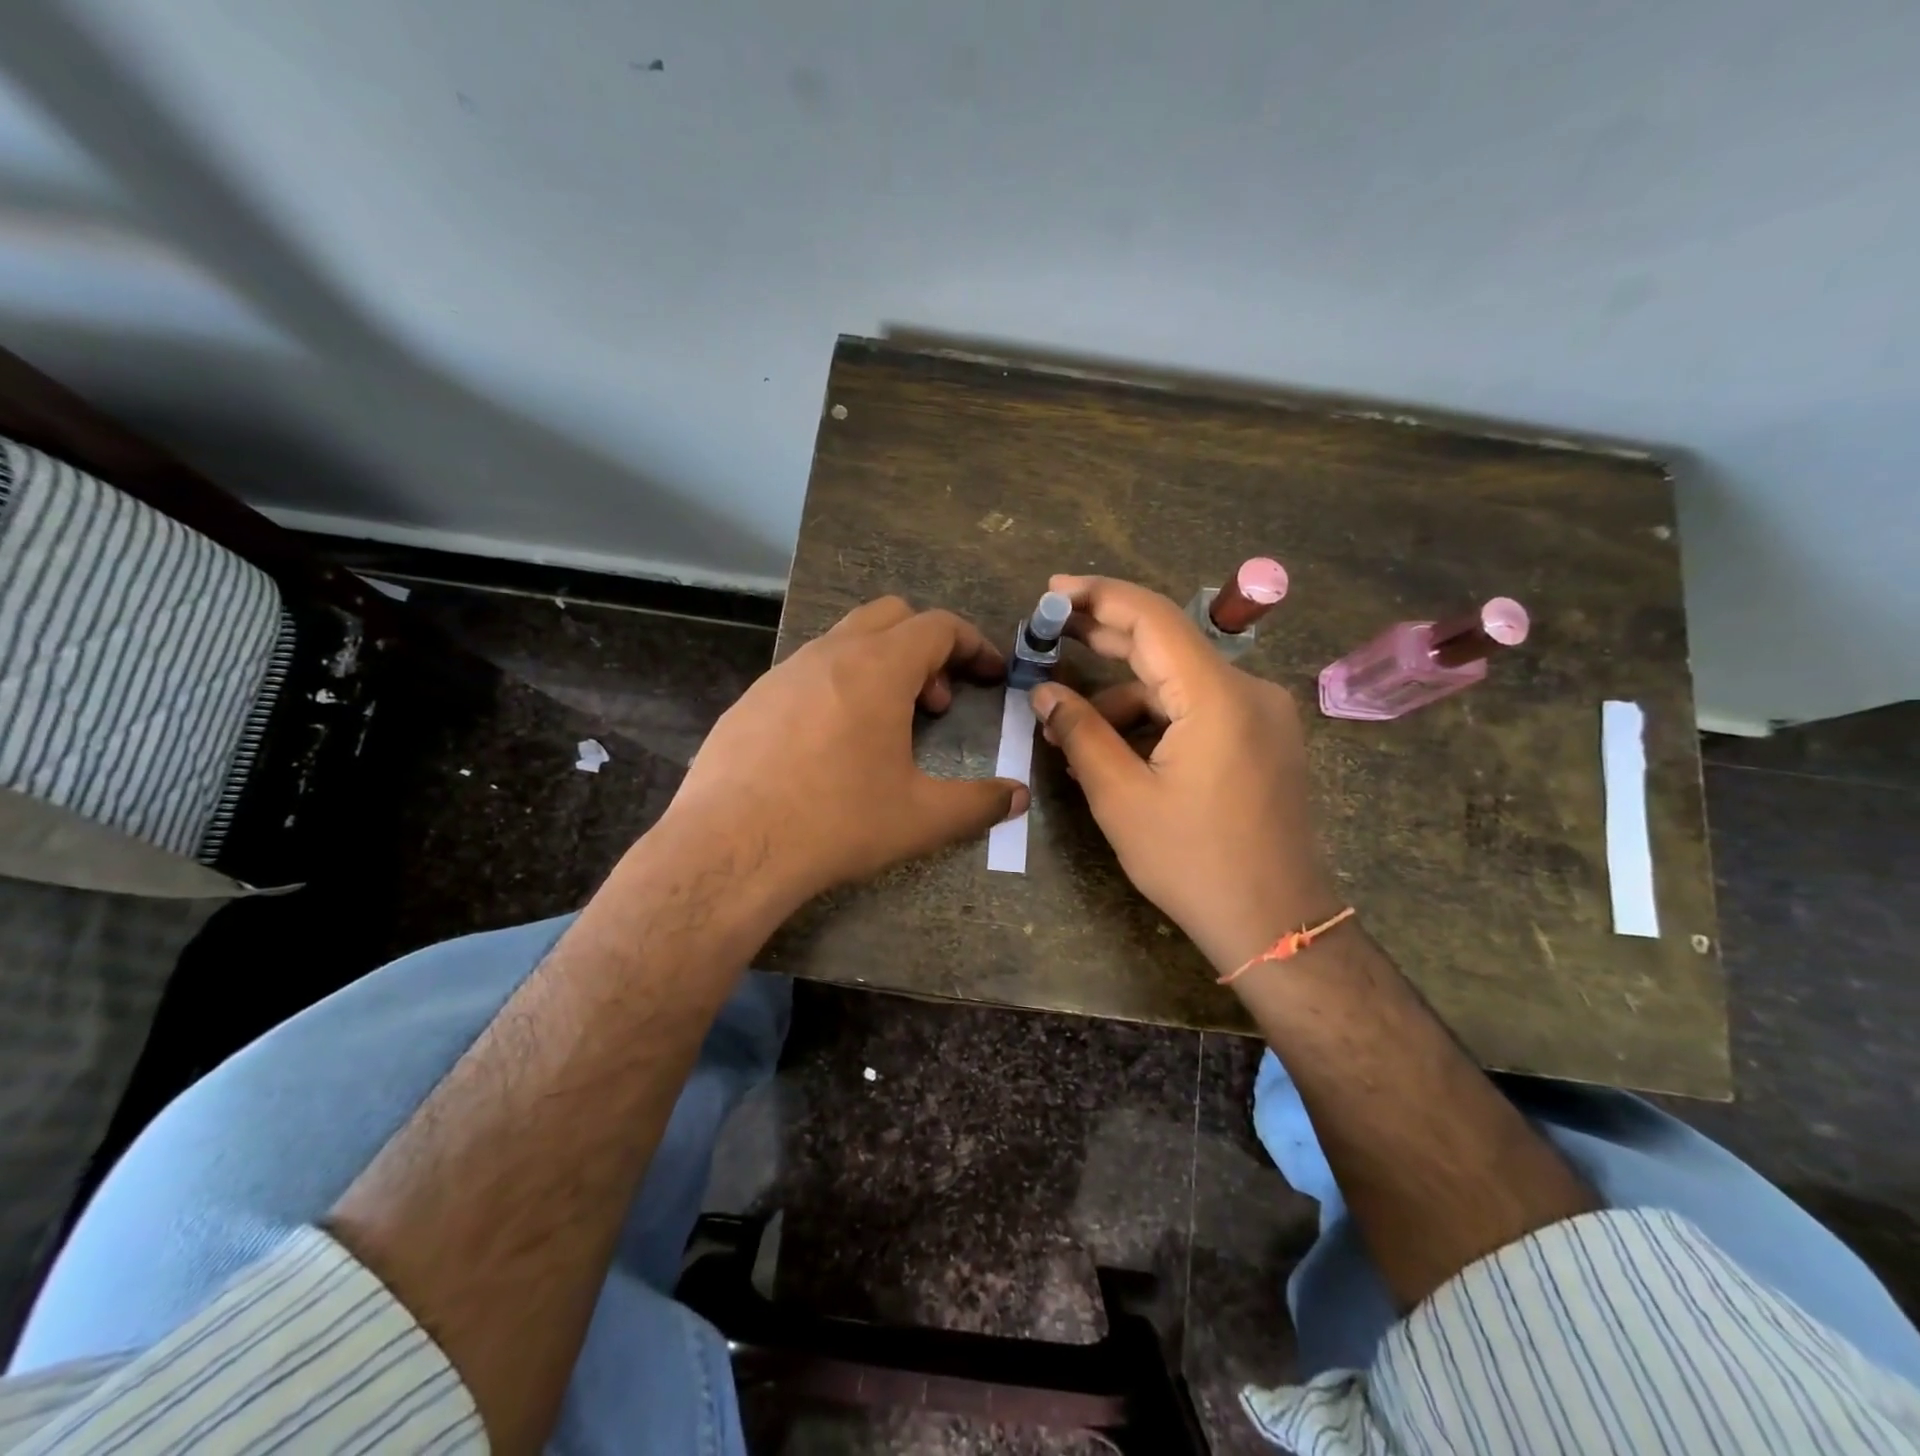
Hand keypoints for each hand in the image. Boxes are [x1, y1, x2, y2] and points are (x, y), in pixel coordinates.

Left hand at [662, 596, 1027, 907]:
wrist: (731, 848)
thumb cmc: (836, 822)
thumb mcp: (921, 818)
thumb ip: (978, 803)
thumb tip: (1017, 797)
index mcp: (878, 668)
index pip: (938, 626)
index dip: (973, 644)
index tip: (990, 674)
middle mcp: (829, 654)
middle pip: (891, 616)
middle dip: (925, 647)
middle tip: (934, 703)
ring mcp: (783, 672)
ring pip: (844, 640)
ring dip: (879, 666)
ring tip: (885, 726)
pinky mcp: (751, 699)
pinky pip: (807, 672)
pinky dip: (837, 686)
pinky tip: (830, 744)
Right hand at [1030, 575, 1339, 975]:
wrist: (1277, 923)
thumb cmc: (1194, 862)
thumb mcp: (1122, 798)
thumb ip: (1080, 734)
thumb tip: (1044, 693)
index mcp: (1216, 696)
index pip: (1152, 619)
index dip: (1098, 596)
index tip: (1052, 592)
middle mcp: (1247, 690)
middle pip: (1167, 643)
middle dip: (1105, 635)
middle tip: (1050, 632)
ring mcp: (1261, 714)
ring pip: (1180, 681)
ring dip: (1124, 692)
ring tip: (1071, 722)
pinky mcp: (1262, 738)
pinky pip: (1199, 708)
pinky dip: (1155, 716)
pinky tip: (1118, 744)